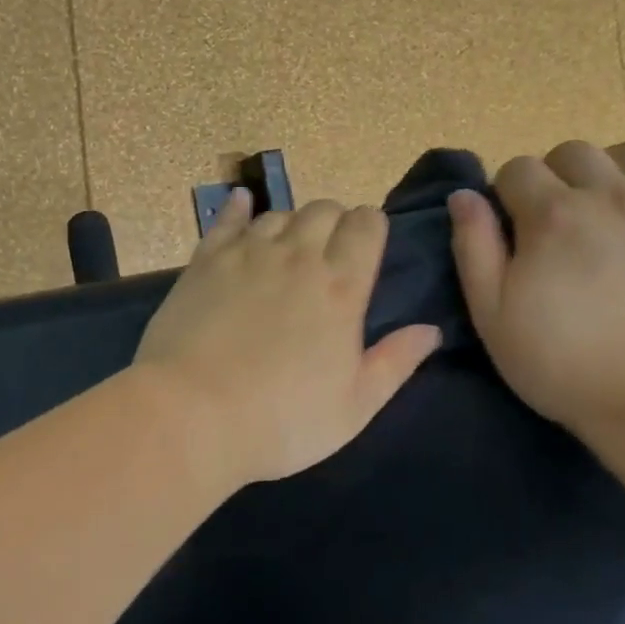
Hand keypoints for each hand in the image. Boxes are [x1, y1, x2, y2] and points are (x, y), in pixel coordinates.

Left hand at [136, 189, 441, 487]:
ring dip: (290, 225)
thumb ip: (396, 362)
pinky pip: (226, 219)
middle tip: (328, 256)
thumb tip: (431, 330)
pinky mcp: (205, 261)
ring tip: (287, 251)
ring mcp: (246, 253)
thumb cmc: (282, 420)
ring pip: (278, 213)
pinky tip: (242, 204)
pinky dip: (238, 208)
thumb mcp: (355, 406)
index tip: (366, 250)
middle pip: (324, 209)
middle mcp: (297, 256)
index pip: (366, 224)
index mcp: (341, 286)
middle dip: (334, 223)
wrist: (193, 415)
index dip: (371, 229)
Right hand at [448, 141, 624, 437]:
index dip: (507, 195)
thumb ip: (473, 247)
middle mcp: (610, 194)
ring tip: (610, 209)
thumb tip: (464, 195)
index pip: (517, 169)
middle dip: (555, 177)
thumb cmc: (563, 364)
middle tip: (559, 223)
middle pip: (572, 153)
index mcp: (552, 216)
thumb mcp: (492, 315)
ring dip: (611, 170)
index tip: (513, 229)